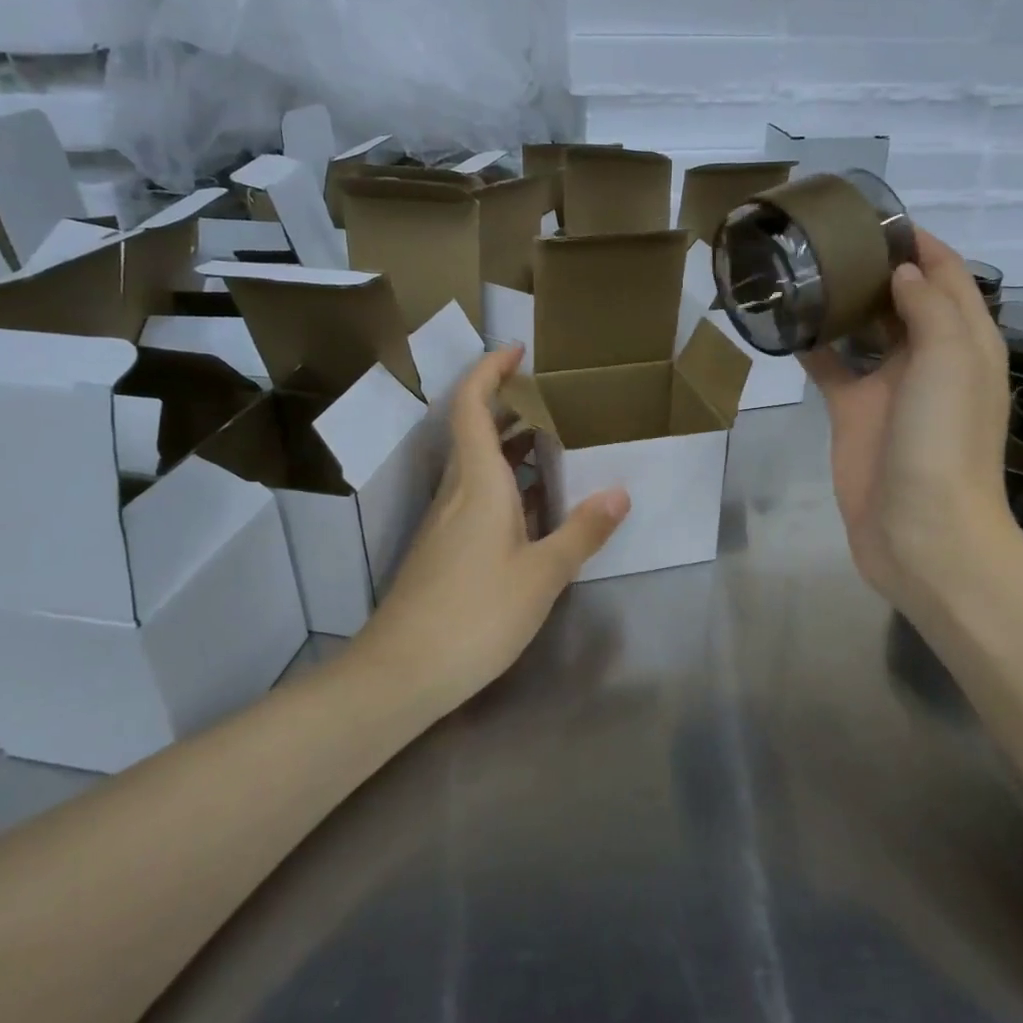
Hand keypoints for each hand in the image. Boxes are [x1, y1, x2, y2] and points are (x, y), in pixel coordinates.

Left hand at [359, 346, 629, 709]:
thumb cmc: (475, 614)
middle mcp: (456, 491)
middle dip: (510, 406)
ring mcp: (444, 521)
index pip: (471, 406)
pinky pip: (476, 497)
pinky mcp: (442, 549)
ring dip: (510, 447)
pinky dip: (505, 485)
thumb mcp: (541, 575)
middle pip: (474, 430)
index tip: (517, 350)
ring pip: (476, 466)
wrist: (402, 672)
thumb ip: (581, 531)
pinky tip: (535, 508)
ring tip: (555, 446)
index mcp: (477, 482)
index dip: (489, 370)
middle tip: (554, 400)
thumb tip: (619, 492)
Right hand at [803, 232, 1019, 614]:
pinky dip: (813, 348)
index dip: (921, 243)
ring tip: (802, 271)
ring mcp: (890, 388)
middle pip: (904, 299)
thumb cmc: (944, 441)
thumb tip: (902, 273)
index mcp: (966, 342)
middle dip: (875, 268)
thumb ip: (929, 307)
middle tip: (826, 240)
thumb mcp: (950, 361)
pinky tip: (785, 326)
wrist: (922, 531)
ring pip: (865, 332)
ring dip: (842, 304)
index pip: (949, 276)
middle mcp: (930, 359)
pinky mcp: (855, 413)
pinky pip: (833, 370)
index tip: (876, 216)